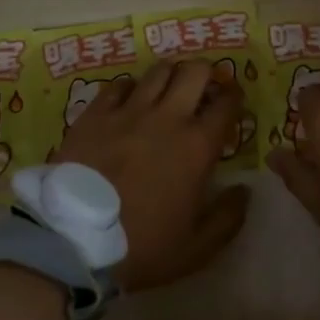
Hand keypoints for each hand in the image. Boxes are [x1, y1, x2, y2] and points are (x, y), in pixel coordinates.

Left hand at [57, 60, 249, 290]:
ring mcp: (128, 111)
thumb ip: (228, 217)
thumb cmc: (142, 247)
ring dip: (170, 75)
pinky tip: (128, 100)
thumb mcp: (197, 248)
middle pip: (194, 72)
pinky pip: (118, 85)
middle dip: (206, 73)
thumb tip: (245, 190)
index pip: (226, 104)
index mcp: (197, 146)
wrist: (74, 241)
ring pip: (158, 71)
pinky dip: (130, 88)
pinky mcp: (95, 114)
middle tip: (203, 87)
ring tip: (168, 88)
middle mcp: (167, 117)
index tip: (232, 102)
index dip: (234, 97)